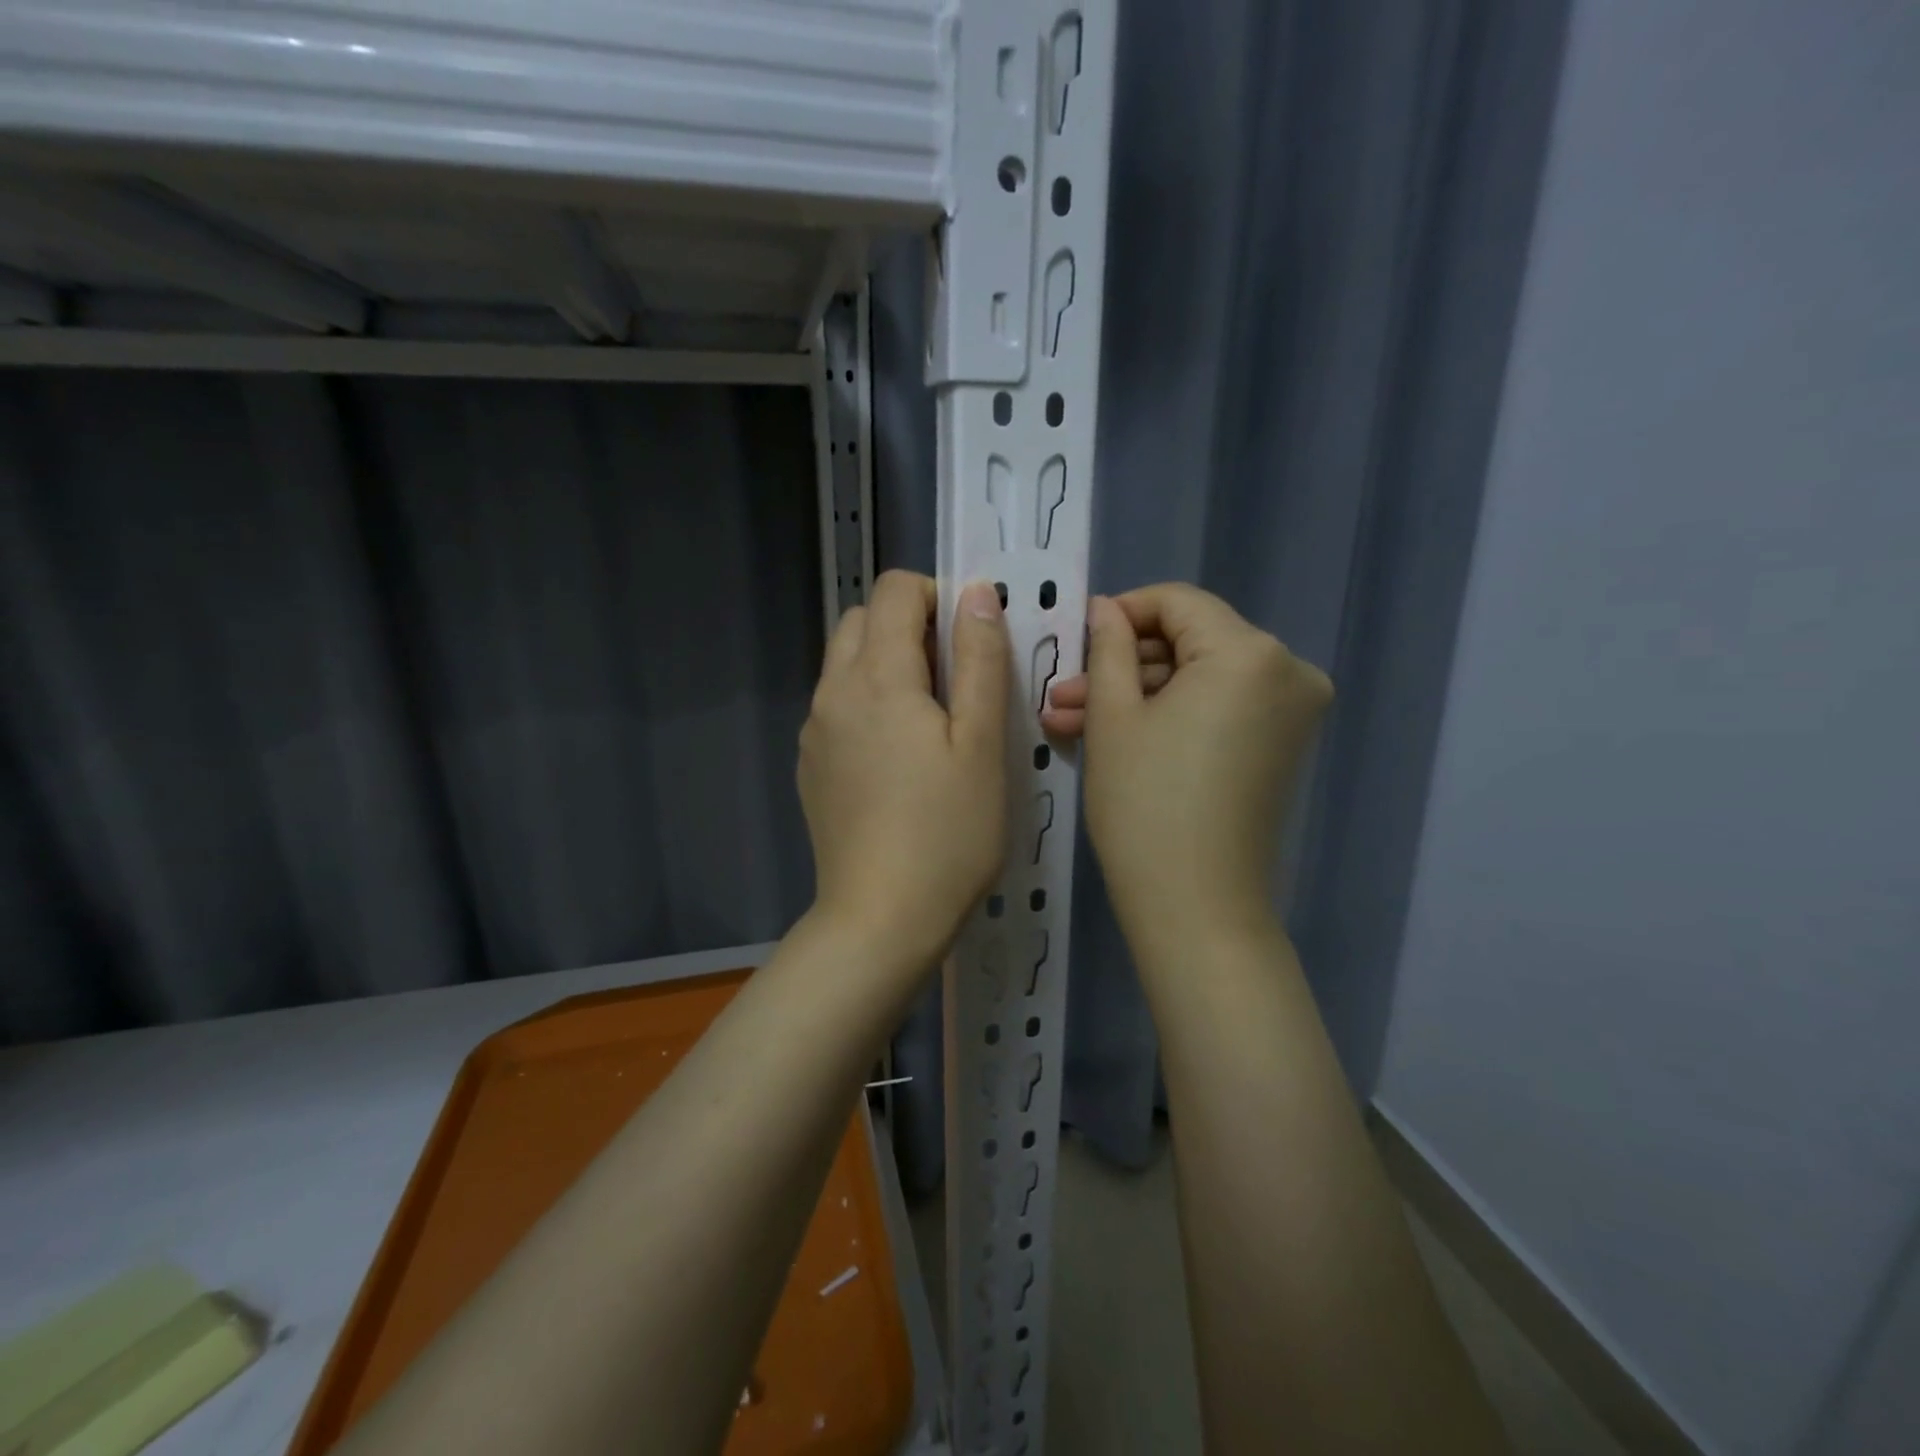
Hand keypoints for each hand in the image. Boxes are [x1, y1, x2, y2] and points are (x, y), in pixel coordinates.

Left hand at [799, 571, 1010, 969]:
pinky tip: (898, 758)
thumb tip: (976, 593)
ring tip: (930, 719)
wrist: (881, 918)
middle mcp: (832, 692)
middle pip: (862, 621)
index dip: (936, 596)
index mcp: (877, 677)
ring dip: (886, 663)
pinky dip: (867, 702)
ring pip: (844, 664)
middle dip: (909, 625)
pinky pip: (836, 707)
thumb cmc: (948, 831)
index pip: (893, 591)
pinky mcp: (810, 766)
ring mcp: (814, 731)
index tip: (970, 640)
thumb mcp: (982, 742)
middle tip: (954, 678)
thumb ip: (979, 659)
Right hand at [1041, 583, 1331, 949]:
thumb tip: (1106, 609)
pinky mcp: (1281, 746)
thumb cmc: (1145, 805)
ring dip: (1137, 696)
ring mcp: (1291, 712)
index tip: (1076, 638)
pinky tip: (1111, 735)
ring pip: (1199, 680)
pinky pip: (1217, 709)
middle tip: (1062, 696)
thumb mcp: (1113, 717)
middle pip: (1189, 643)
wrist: (1195, 906)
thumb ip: (1109, 648)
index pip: (1178, 603)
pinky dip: (1169, 717)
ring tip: (1069, 721)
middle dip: (1121, 667)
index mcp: (1249, 653)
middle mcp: (1287, 671)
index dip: (1121, 613)